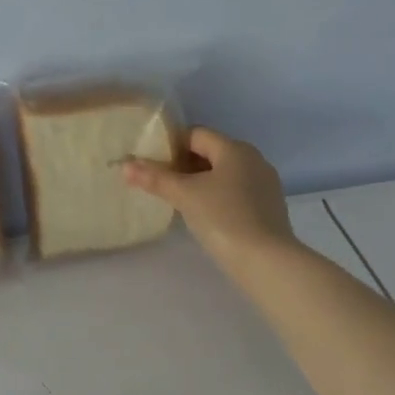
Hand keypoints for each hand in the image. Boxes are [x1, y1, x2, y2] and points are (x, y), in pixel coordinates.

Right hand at [123, 127, 295, 277]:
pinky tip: (203, 217)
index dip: (171, 145)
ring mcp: (264, 185)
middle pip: (210, 153)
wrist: (266, 260)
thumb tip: (125, 165)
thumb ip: (155, 178)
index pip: (196, 134)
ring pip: (224, 175)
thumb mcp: (184, 195)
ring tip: (176, 200)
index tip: (150, 163)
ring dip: (199, 183)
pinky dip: (217, 198)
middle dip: (183, 165)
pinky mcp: (268, 208)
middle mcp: (253, 160)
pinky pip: (235, 193)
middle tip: (159, 183)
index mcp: (235, 149)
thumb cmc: (223, 218)